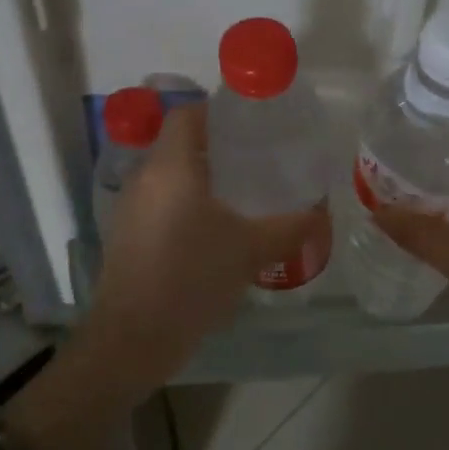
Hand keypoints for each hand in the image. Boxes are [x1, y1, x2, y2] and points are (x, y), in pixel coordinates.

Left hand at [83, 101, 327, 394]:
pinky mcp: (126, 235)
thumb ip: (290, 227)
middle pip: (179, 144)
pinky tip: (214, 231)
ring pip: (169, 176)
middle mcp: (145, 178)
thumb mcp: (250, 250)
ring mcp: (130, 208)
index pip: (188, 114)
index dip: (218, 111)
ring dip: (201, 178)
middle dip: (217, 147)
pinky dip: (186, 204)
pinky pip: (160, 203)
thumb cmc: (192, 278)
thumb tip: (323, 214)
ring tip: (241, 195)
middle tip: (258, 160)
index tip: (252, 124)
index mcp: (171, 167)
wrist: (134, 338)